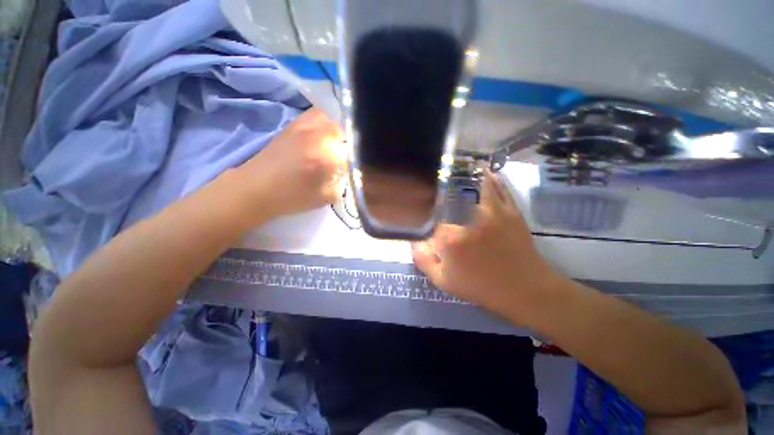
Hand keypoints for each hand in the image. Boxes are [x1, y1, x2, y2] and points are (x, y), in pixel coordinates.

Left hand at [236, 108, 346, 219]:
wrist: (256, 188)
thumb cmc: (293, 197)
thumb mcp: (328, 197)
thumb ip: (344, 182)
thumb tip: (348, 170)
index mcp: (328, 156)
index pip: (354, 153)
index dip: (356, 161)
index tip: (352, 169)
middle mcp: (318, 135)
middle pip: (346, 131)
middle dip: (348, 145)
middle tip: (344, 158)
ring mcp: (305, 125)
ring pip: (332, 119)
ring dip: (338, 132)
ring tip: (334, 145)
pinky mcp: (294, 123)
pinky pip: (317, 115)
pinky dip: (324, 123)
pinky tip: (321, 136)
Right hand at [411, 172, 560, 316]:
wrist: (524, 290)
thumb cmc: (481, 287)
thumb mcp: (444, 281)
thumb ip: (423, 260)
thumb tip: (413, 241)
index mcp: (450, 238)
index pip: (432, 220)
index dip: (429, 220)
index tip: (430, 223)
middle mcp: (468, 220)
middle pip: (450, 199)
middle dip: (443, 194)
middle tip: (441, 191)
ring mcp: (491, 212)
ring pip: (474, 186)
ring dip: (467, 176)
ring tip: (460, 168)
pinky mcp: (509, 210)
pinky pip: (498, 188)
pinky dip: (491, 178)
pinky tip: (485, 172)